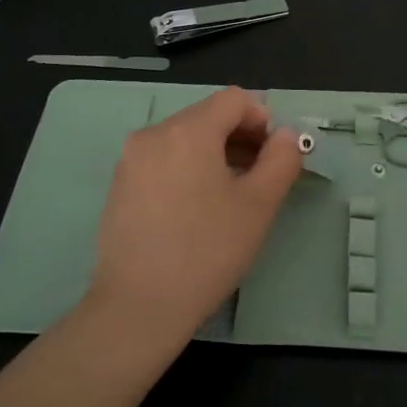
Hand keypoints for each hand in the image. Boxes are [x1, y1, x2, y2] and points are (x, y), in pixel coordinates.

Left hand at [82, 87, 302, 365]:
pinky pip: (163, 160)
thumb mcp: (259, 205)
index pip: (234, 99)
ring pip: (185, 138)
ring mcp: (131, 160)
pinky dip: (188, 169)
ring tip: (231, 195)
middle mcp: (154, 134)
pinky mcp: (120, 186)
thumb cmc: (207, 251)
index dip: (263, 119)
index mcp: (188, 130)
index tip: (275, 156)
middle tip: (261, 176)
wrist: (138, 307)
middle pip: (208, 116)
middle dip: (240, 137)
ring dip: (215, 153)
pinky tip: (197, 210)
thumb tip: (287, 135)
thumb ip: (281, 159)